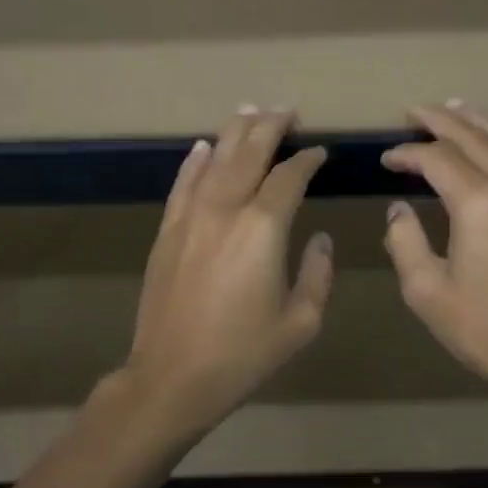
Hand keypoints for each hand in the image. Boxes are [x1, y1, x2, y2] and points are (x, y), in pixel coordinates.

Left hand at [123, 108, 332, 433]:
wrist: (173, 376)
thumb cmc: (244, 354)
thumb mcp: (301, 322)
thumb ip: (317, 274)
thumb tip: (320, 240)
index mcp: (263, 228)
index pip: (289, 176)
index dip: (308, 160)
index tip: (320, 152)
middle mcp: (225, 210)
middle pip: (249, 153)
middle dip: (270, 127)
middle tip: (287, 111)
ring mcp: (190, 218)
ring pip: (215, 160)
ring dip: (235, 133)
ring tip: (250, 112)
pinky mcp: (167, 232)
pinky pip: (183, 184)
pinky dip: (196, 162)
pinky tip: (204, 147)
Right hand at [382, 103, 487, 404]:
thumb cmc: (485, 328)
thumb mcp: (427, 291)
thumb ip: (405, 242)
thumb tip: (399, 209)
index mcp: (478, 203)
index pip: (436, 158)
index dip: (407, 153)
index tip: (385, 160)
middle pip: (473, 137)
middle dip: (439, 121)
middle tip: (412, 112)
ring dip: (476, 121)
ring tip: (453, 108)